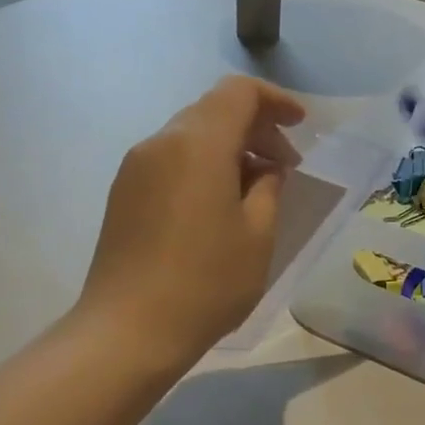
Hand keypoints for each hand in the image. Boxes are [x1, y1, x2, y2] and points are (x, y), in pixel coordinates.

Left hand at [79, 76, 306, 360]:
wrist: (128, 331)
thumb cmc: (206, 283)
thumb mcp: (257, 235)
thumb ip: (268, 188)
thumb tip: (265, 168)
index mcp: (197, 144)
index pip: (239, 93)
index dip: (275, 101)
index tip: (301, 126)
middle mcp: (161, 143)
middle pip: (213, 109)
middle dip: (255, 127)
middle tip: (286, 165)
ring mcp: (135, 167)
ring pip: (191, 135)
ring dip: (229, 147)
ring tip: (257, 187)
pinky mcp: (123, 193)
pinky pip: (171, 159)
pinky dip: (203, 164)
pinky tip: (220, 204)